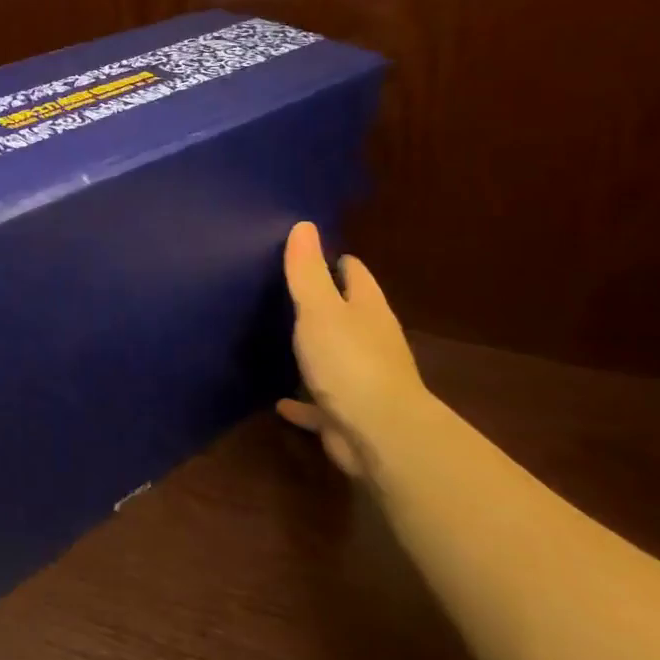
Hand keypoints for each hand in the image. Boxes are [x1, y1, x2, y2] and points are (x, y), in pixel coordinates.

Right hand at [275, 221, 427, 477]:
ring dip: (315, 350)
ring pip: (335, 357)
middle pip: (348, 314)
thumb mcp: (320, 308)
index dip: (336, 261)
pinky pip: (318, 402)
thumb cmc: (349, 360)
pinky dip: (302, 401)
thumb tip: (304, 225)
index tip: (308, 253)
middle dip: (324, 303)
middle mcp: (370, 340)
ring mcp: (362, 379)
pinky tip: (280, 401)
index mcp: (367, 310)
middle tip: (286, 292)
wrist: (378, 434)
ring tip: (280, 340)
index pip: (355, 274)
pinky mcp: (347, 413)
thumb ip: (308, 271)